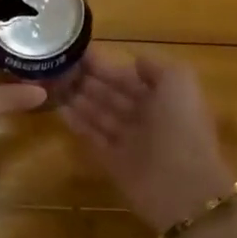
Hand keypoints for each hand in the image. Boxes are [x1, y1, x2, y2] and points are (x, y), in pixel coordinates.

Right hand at [60, 50, 236, 232]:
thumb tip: (135, 61)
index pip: (131, 78)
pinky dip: (78, 125)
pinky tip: (59, 110)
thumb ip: (156, 67)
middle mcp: (147, 119)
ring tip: (54, 84)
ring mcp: (130, 142)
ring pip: (101, 116)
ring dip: (80, 100)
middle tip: (60, 67)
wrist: (182, 185)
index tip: (80, 52)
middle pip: (113, 96)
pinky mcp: (114, 163)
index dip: (108, 66)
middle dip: (89, 82)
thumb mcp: (179, 81)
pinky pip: (93, 139)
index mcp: (165, 98)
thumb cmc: (181, 126)